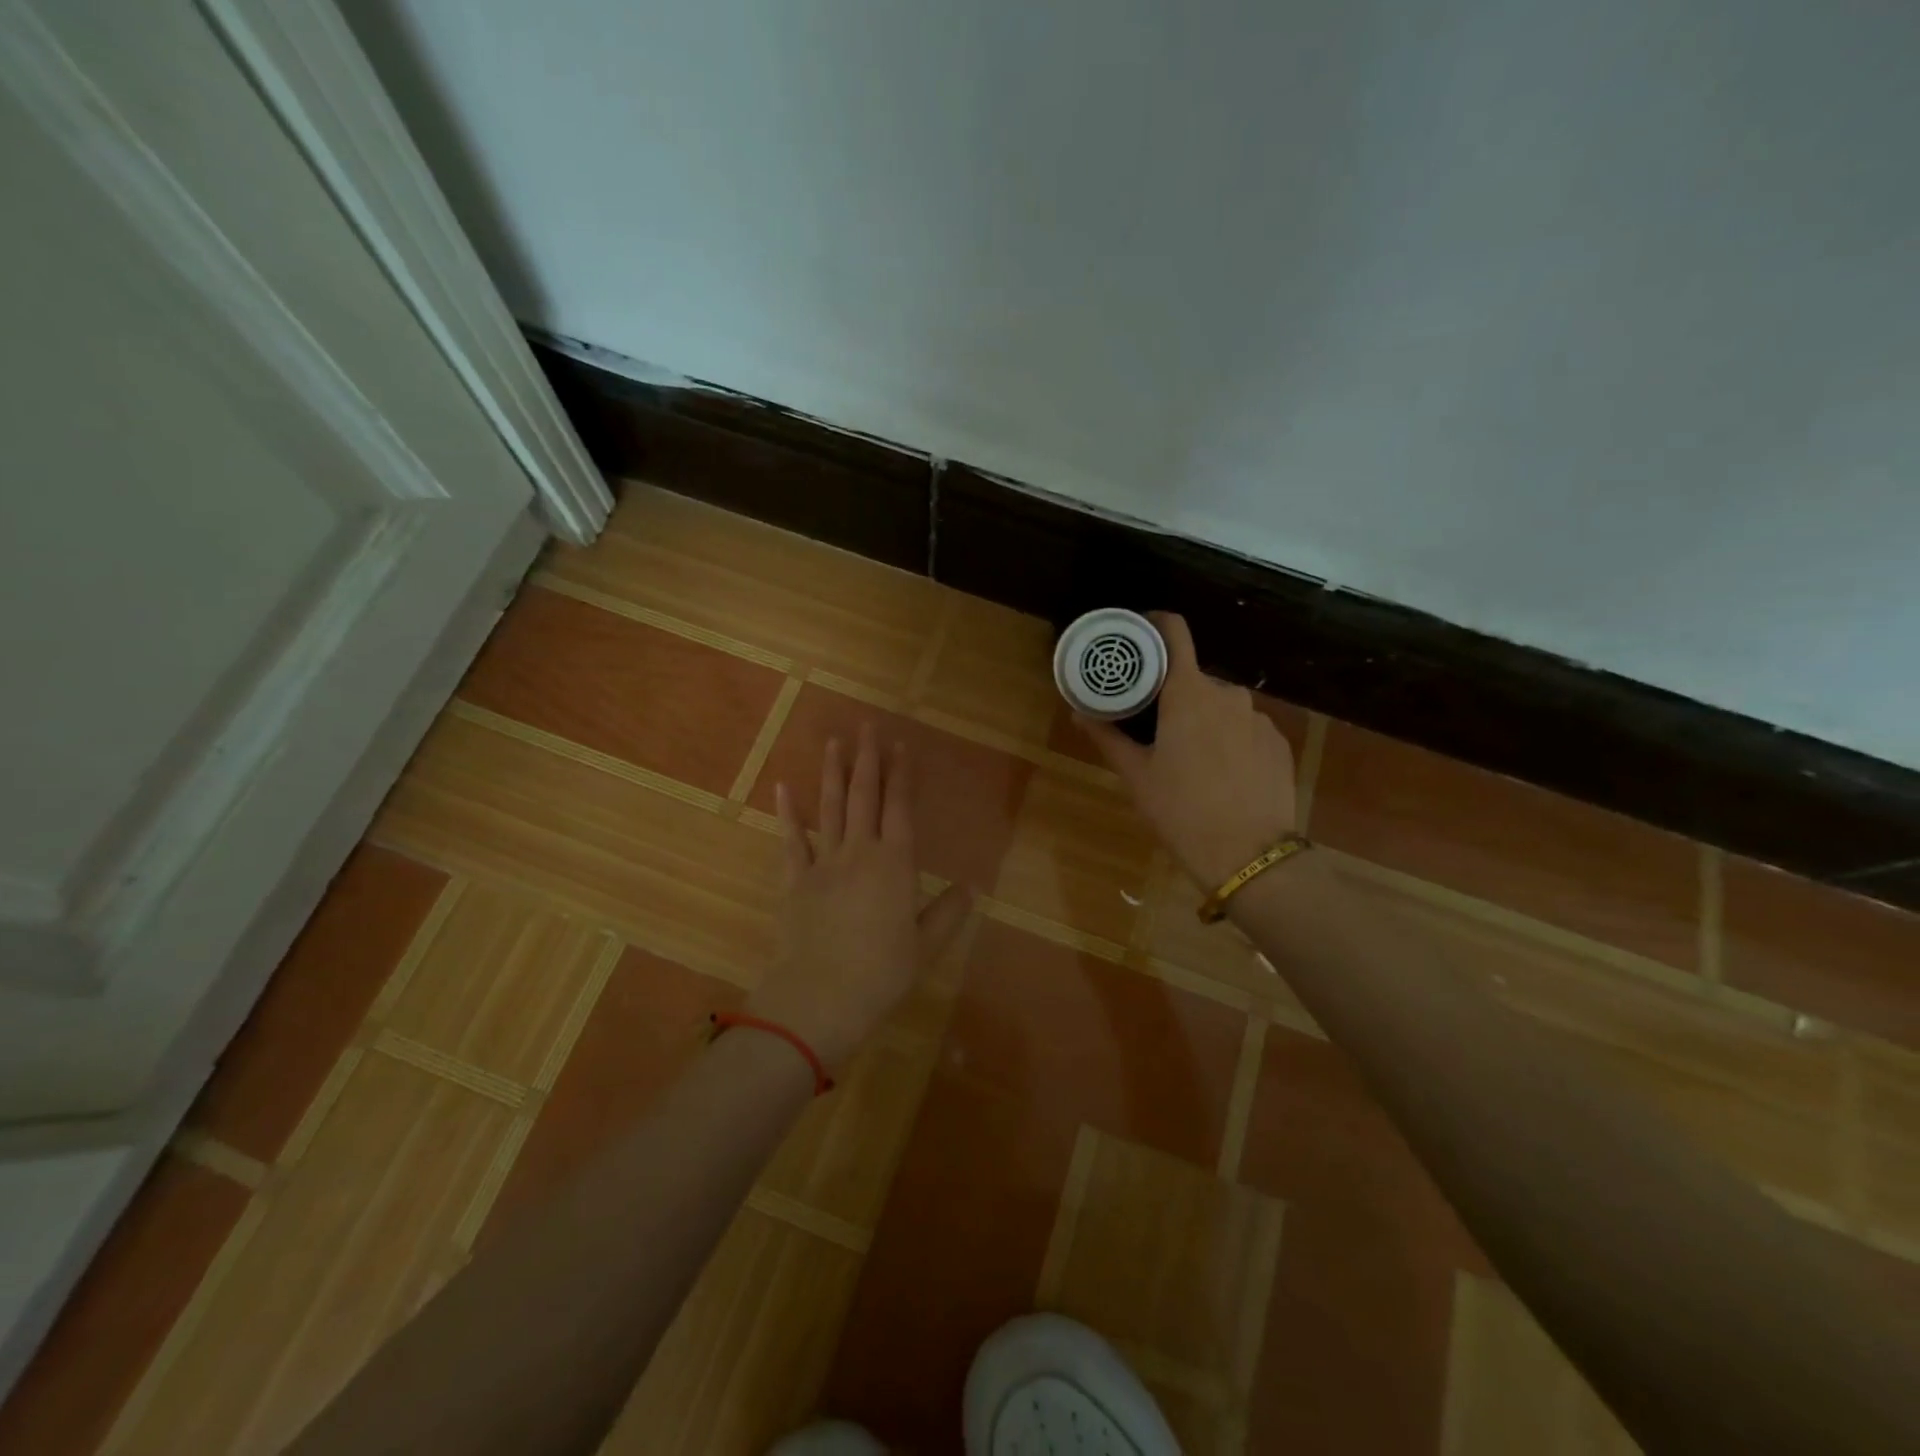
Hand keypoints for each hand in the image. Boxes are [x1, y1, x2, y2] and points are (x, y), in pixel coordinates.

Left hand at [748, 724, 972, 1071]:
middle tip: (867, 726)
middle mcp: (860, 852)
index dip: (902, 776)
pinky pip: (791, 840)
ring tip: (834, 741)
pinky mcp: (795, 880)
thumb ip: (948, 913)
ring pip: (830, 808)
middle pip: (865, 797)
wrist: (821, 996)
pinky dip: (787, 813)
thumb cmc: (881, 972)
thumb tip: (971, 887)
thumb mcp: (926, 946)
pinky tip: (784, 786)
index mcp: (896, 864)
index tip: (901, 746)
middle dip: (868, 759)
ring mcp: (824, 863)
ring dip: (833, 773)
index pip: (901, 808)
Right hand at [1077, 612, 1297, 891]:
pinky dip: (1230, 739)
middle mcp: (1227, 693)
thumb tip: (1079, 712)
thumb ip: (1108, 737)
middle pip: (1193, 678)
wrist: (1250, 856)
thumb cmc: (1181, 811)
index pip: (1174, 632)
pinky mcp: (1279, 742)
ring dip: (1202, 719)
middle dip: (1173, 695)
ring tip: (1189, 758)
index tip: (1138, 636)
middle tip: (1153, 726)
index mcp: (1188, 693)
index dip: (1155, 625)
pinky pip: (1246, 728)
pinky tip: (1222, 775)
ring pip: (1221, 706)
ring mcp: (1259, 718)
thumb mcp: (1136, 775)